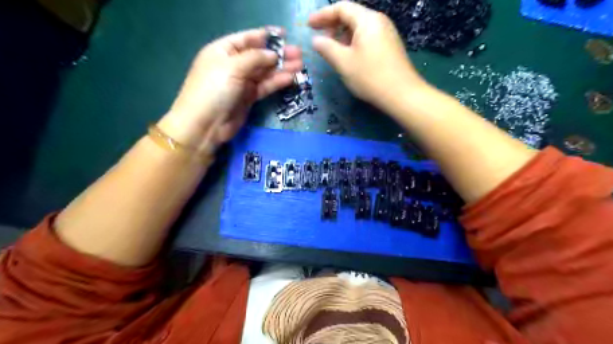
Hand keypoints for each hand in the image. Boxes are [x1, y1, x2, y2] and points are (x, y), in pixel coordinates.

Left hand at [158, 28, 299, 151]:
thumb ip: (255, 58)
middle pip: (259, 56)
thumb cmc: (213, 90)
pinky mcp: (249, 97)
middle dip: (278, 54)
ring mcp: (242, 82)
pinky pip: (265, 86)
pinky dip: (277, 82)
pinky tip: (290, 78)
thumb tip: (273, 54)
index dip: (266, 36)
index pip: (247, 39)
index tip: (285, 35)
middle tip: (299, 53)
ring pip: (265, 72)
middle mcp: (234, 64)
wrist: (205, 125)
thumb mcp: (232, 67)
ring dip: (282, 68)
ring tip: (300, 65)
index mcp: (223, 51)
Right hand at [312, 1, 427, 108]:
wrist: (402, 94)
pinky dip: (354, 43)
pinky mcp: (390, 47)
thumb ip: (327, 48)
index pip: (342, 8)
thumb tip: (316, 40)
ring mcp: (387, 34)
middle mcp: (379, 21)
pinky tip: (349, 57)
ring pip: (360, 29)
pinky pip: (368, 38)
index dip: (323, 15)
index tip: (309, 25)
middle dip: (333, 26)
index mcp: (367, 20)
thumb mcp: (343, 62)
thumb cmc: (370, 76)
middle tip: (320, 40)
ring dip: (343, 36)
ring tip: (333, 50)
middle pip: (352, 16)